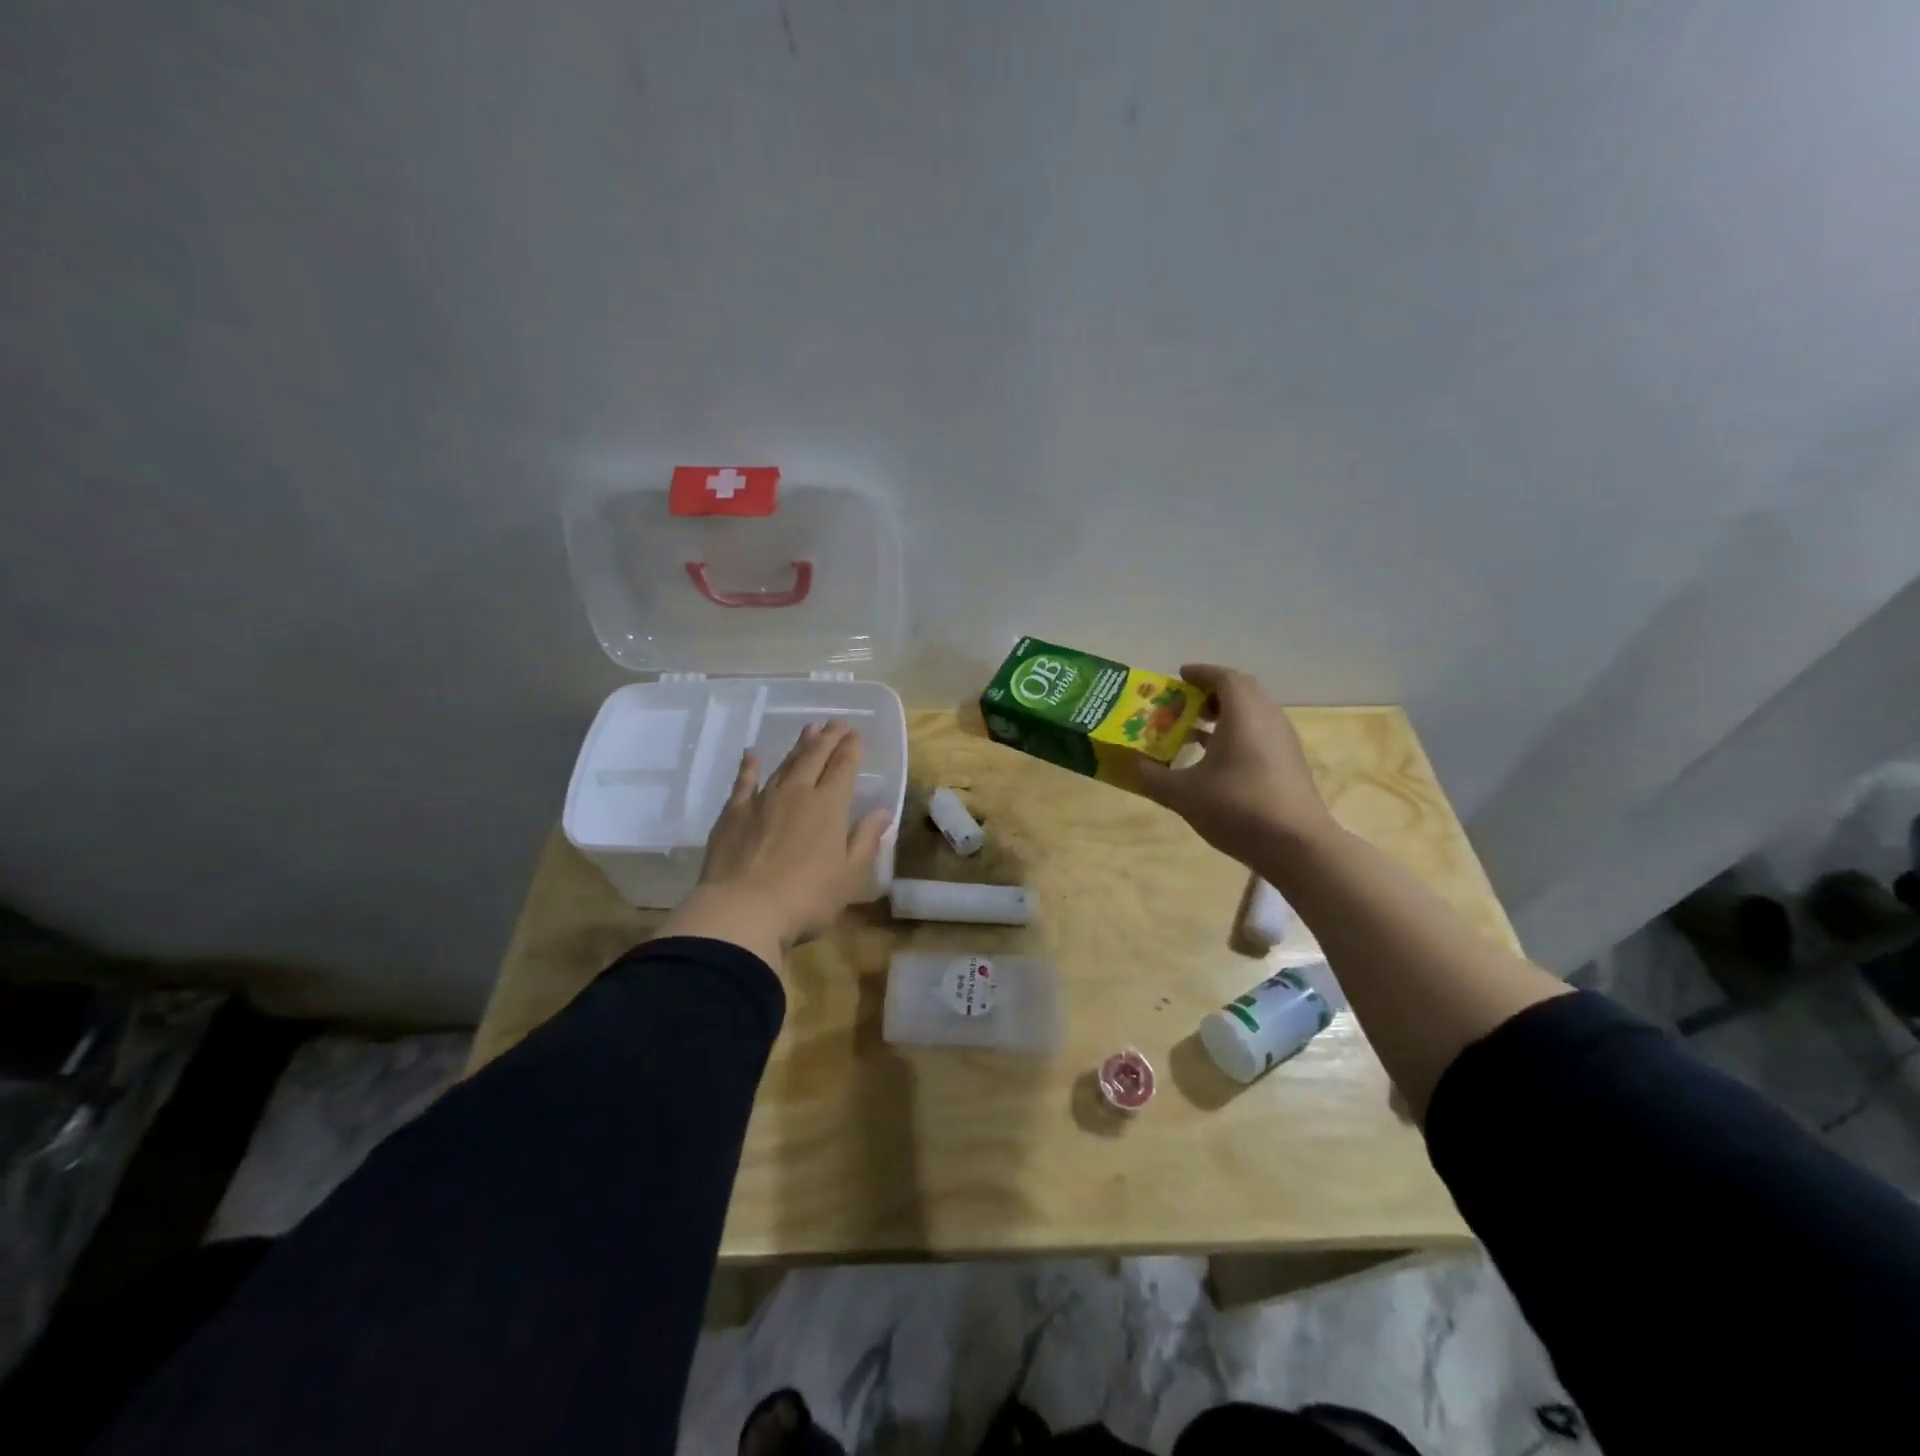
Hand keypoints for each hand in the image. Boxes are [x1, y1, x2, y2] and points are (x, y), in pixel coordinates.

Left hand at [665, 721, 888, 962]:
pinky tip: (752, 755)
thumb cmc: (806, 897)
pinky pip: (743, 782)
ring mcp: (762, 800)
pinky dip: (749, 766)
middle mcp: (797, 793)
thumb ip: (866, 839)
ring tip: (808, 730)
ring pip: (784, 764)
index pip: (843, 768)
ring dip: (798, 746)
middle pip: (814, 758)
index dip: (851, 748)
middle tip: (836, 723)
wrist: (743, 910)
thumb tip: (882, 811)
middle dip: (828, 738)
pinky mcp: (733, 814)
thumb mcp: (850, 875)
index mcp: (829, 806)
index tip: (856, 733)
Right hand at [1136, 664, 1334, 864]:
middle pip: (1242, 691)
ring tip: (1195, 730)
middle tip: (1185, 703)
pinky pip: (1260, 734)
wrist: (1297, 845)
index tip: (1178, 676)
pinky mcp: (1290, 764)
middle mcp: (1268, 718)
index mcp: (1243, 713)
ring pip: (1253, 714)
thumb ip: (1153, 777)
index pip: (1224, 677)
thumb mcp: (1183, 794)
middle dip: (1212, 693)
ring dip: (1225, 715)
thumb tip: (1133, 765)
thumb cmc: (1237, 807)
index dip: (1200, 673)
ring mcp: (1283, 742)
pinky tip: (1217, 761)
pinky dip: (1237, 734)